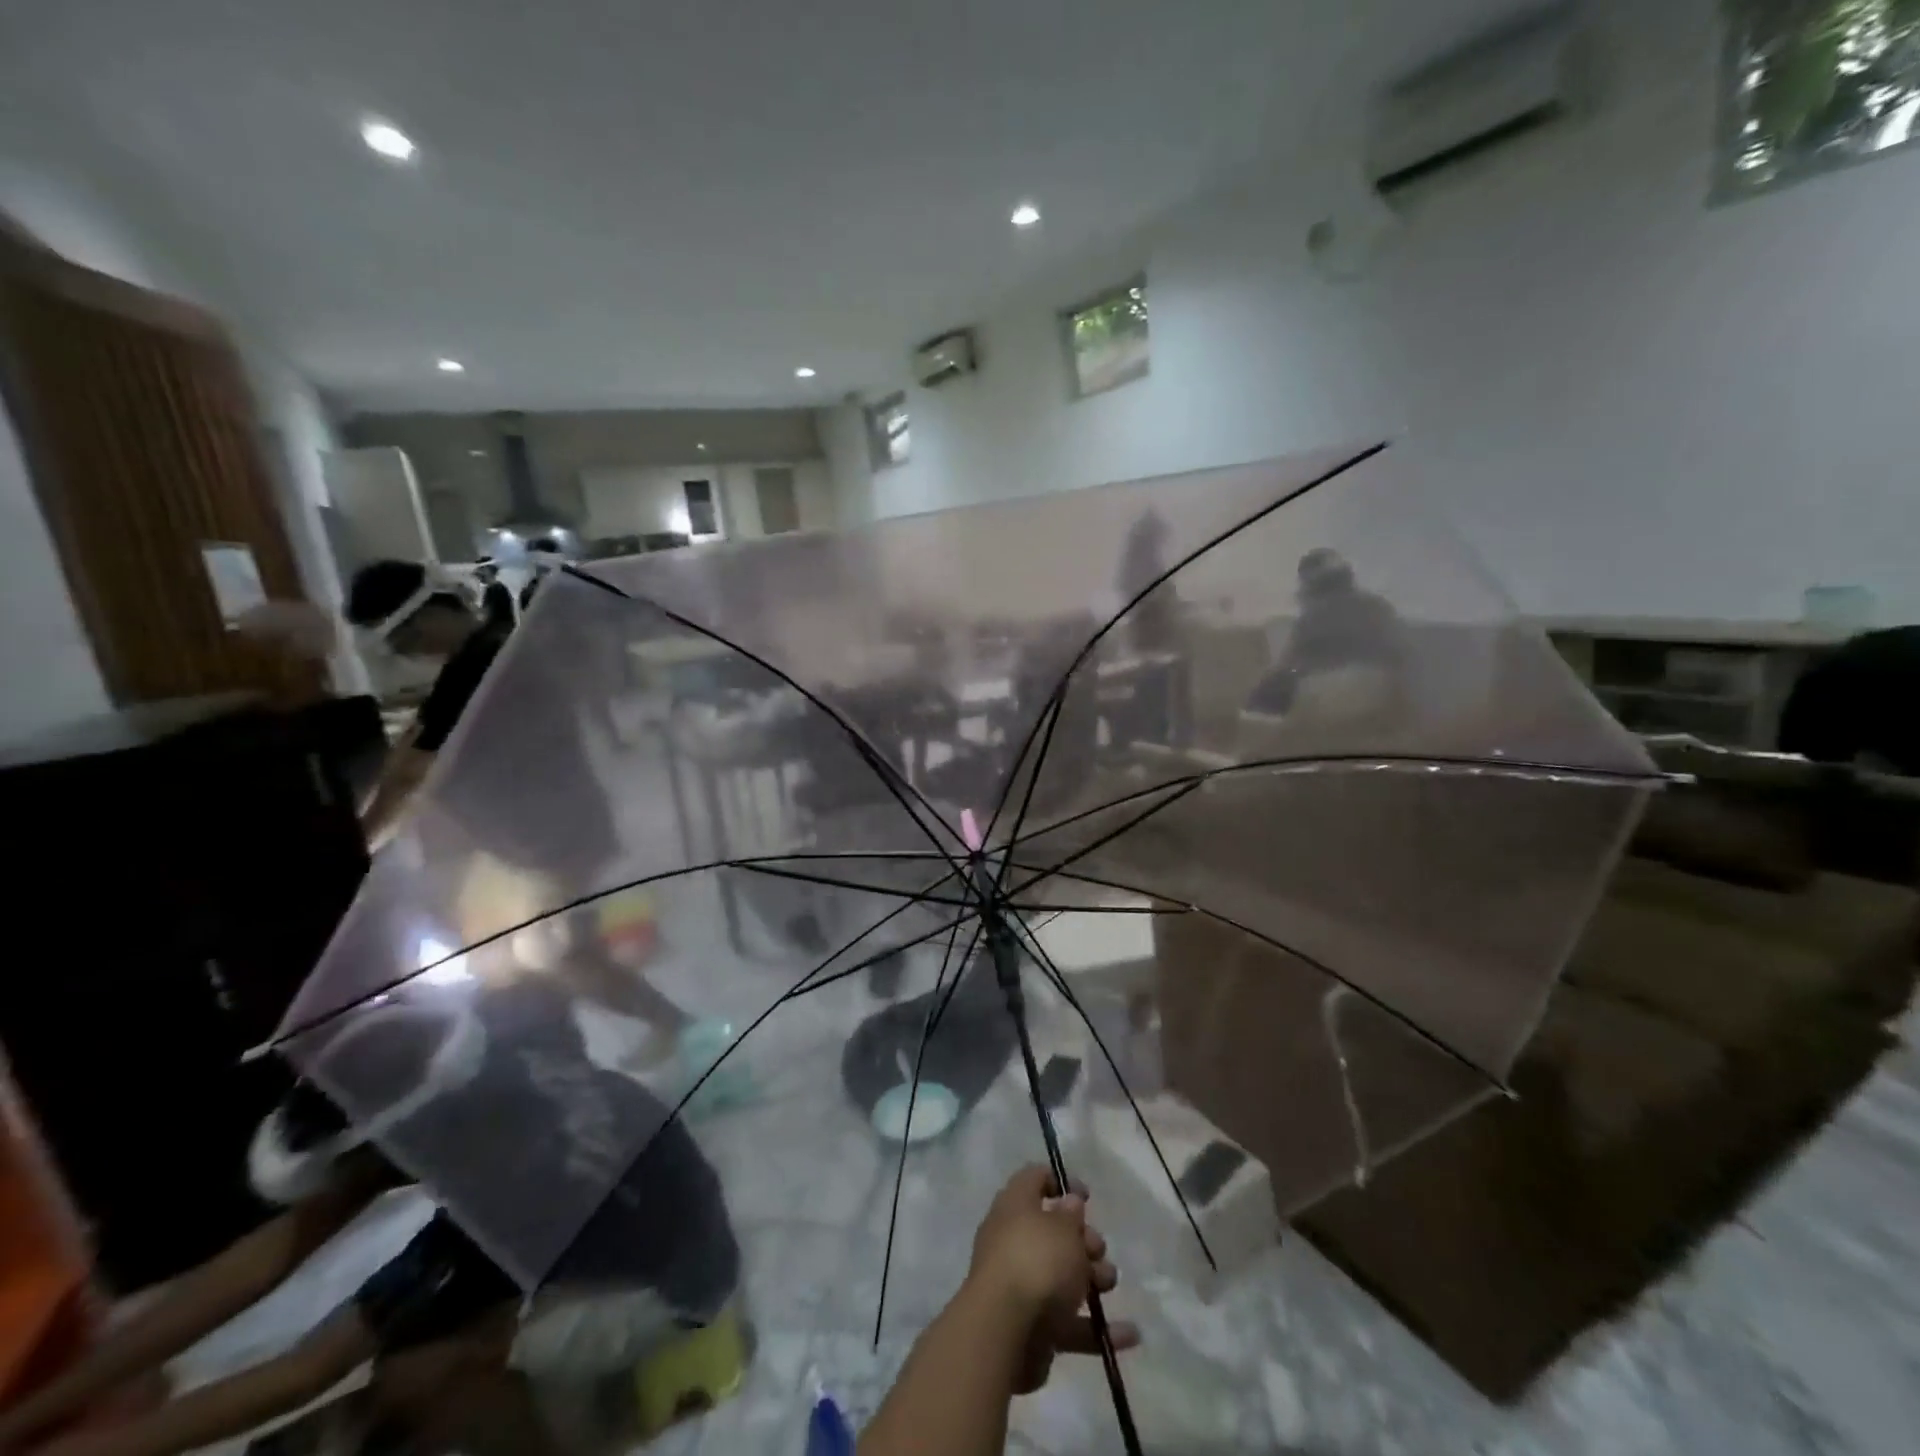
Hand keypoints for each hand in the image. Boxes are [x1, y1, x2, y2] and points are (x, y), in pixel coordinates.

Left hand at [963, 1165, 1139, 1394]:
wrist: (1004, 1333)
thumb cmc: (1036, 1263)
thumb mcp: (1063, 1229)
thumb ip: (1071, 1216)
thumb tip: (1069, 1204)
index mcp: (1015, 1206)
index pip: (1033, 1179)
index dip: (1060, 1182)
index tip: (1087, 1197)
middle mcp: (1013, 1240)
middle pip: (1053, 1232)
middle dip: (1083, 1239)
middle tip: (1098, 1250)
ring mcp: (1022, 1285)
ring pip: (1062, 1276)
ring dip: (1092, 1279)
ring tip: (1109, 1284)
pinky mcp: (1032, 1327)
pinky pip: (1068, 1321)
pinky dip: (1095, 1327)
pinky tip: (1129, 1336)